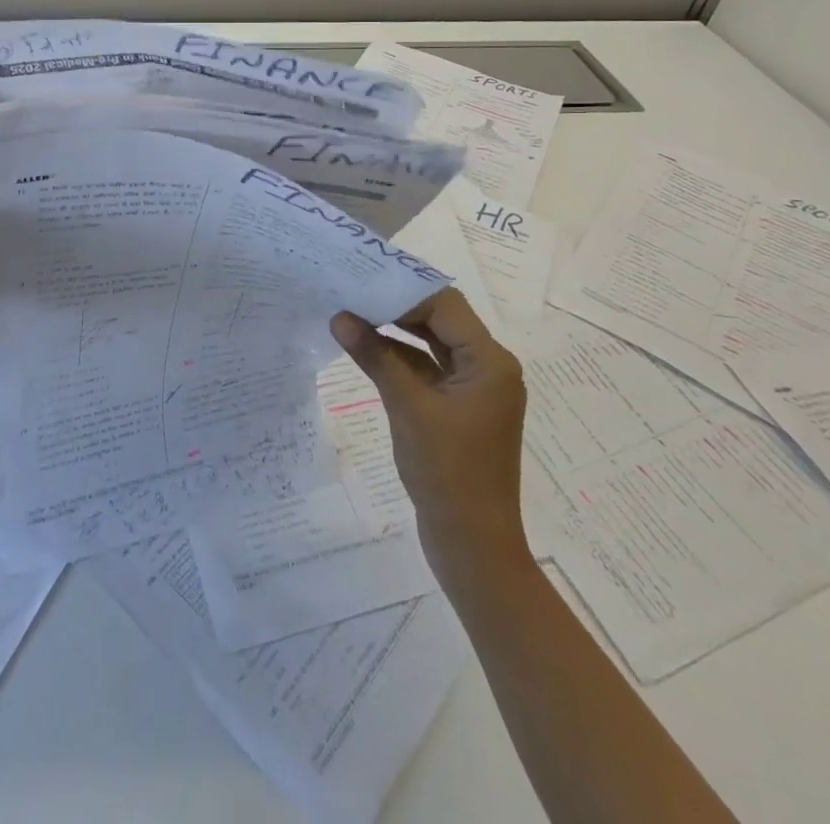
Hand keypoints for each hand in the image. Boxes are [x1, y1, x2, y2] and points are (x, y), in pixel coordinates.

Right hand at [330, 289, 529, 585]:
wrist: (473, 545)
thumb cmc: (447, 473)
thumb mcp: (408, 408)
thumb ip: (375, 357)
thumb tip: (340, 317)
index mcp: (490, 362)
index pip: (445, 306)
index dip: (403, 292)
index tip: (361, 283)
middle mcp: (488, 367)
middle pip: (441, 320)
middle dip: (397, 306)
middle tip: (352, 293)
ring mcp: (474, 389)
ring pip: (433, 344)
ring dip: (396, 331)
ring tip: (352, 314)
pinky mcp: (459, 408)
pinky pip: (429, 369)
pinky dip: (400, 358)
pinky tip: (366, 348)